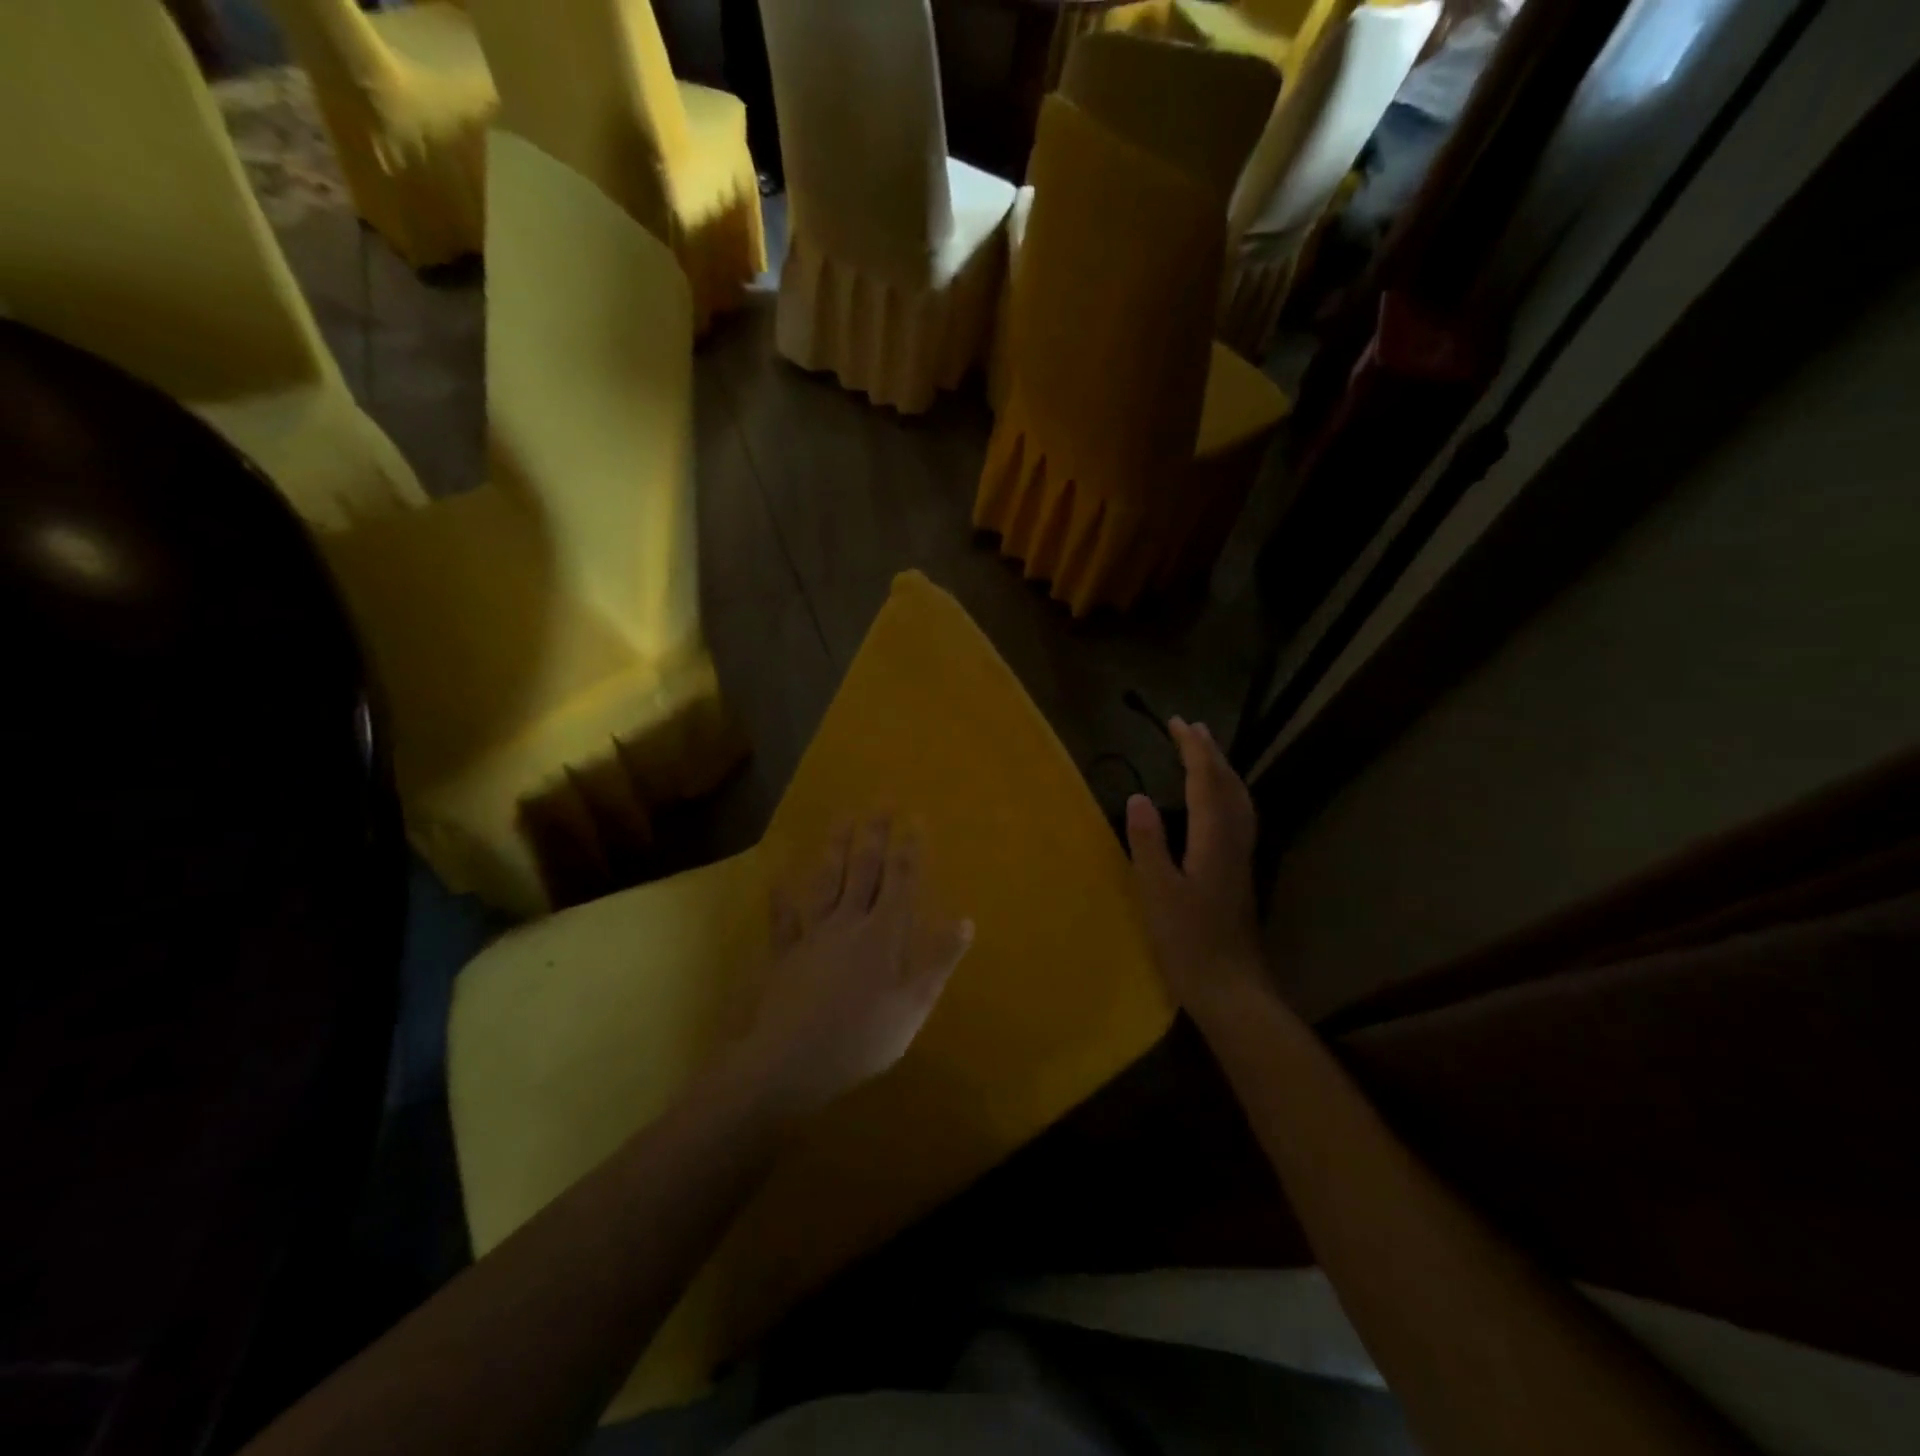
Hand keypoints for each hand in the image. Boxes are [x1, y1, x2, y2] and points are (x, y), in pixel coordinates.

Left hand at [739, 817, 974, 1115]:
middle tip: (880, 800)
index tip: (915, 818)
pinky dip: (781, 896)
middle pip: (863, 870)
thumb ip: (938, 963)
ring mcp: (813, 935)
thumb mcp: (912, 1008)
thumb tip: (966, 921)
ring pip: (826, 882)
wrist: (789, 1064)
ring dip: (834, 848)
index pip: (900, 882)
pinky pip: (783, 918)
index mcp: (882, 936)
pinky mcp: (786, 954)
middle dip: (874, 834)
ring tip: (841, 818)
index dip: (909, 849)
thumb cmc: (860, 1040)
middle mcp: (848, 924)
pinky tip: (778, 876)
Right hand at [1126, 719, 1265, 1017]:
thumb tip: (1138, 797)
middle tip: (1192, 727)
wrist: (1231, 989)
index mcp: (1213, 841)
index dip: (1192, 750)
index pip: (1206, 782)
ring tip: (1207, 755)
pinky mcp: (1239, 874)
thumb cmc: (1188, 943)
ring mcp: (1240, 859)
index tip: (1177, 722)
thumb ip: (1148, 843)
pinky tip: (1217, 806)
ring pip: (1238, 802)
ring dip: (1222, 772)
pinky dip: (1227, 795)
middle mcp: (1233, 843)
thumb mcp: (1157, 893)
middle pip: (1228, 786)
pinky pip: (1238, 817)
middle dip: (1210, 753)